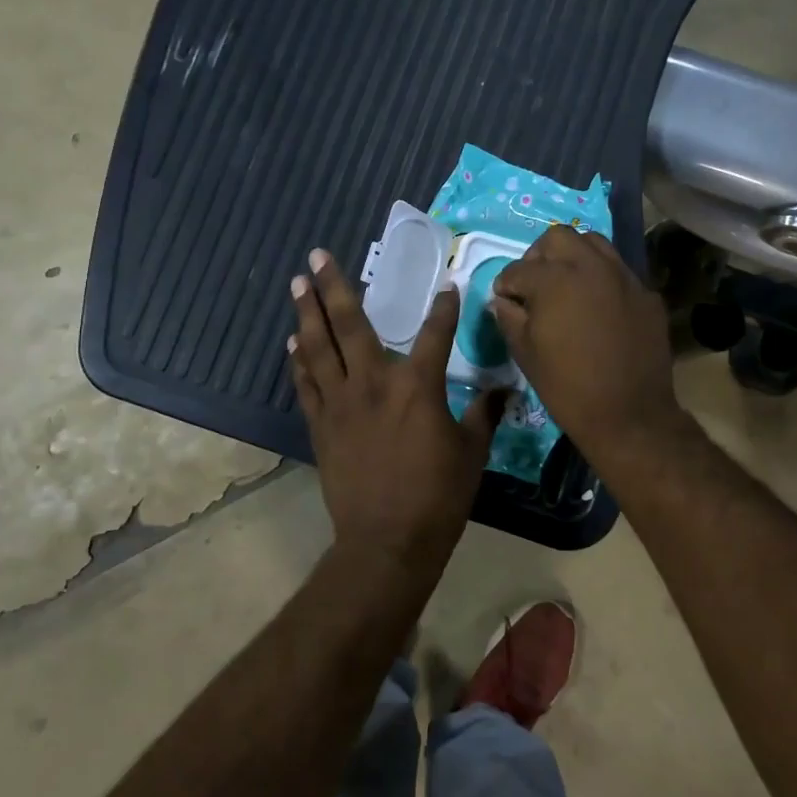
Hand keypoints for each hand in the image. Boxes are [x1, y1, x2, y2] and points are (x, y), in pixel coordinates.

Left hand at [289, 249, 503, 571]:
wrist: (388, 541)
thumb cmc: (438, 496)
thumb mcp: (472, 452)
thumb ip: (484, 414)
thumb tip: (502, 390)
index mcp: (417, 386)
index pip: (435, 332)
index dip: (444, 307)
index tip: (448, 286)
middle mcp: (374, 382)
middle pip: (350, 324)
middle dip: (334, 286)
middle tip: (319, 255)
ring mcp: (341, 402)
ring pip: (318, 346)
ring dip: (307, 312)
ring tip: (298, 283)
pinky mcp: (321, 425)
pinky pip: (306, 383)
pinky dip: (299, 361)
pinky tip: (294, 342)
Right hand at [491, 228, 681, 465]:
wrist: (629, 414)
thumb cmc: (567, 386)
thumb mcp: (525, 353)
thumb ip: (509, 317)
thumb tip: (503, 300)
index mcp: (553, 280)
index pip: (518, 269)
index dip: (506, 285)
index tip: (505, 300)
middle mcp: (590, 266)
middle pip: (557, 238)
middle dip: (539, 257)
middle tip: (535, 284)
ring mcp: (623, 276)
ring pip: (593, 243)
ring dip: (574, 257)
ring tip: (567, 285)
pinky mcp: (646, 293)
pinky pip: (618, 271)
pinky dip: (602, 278)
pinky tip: (598, 305)